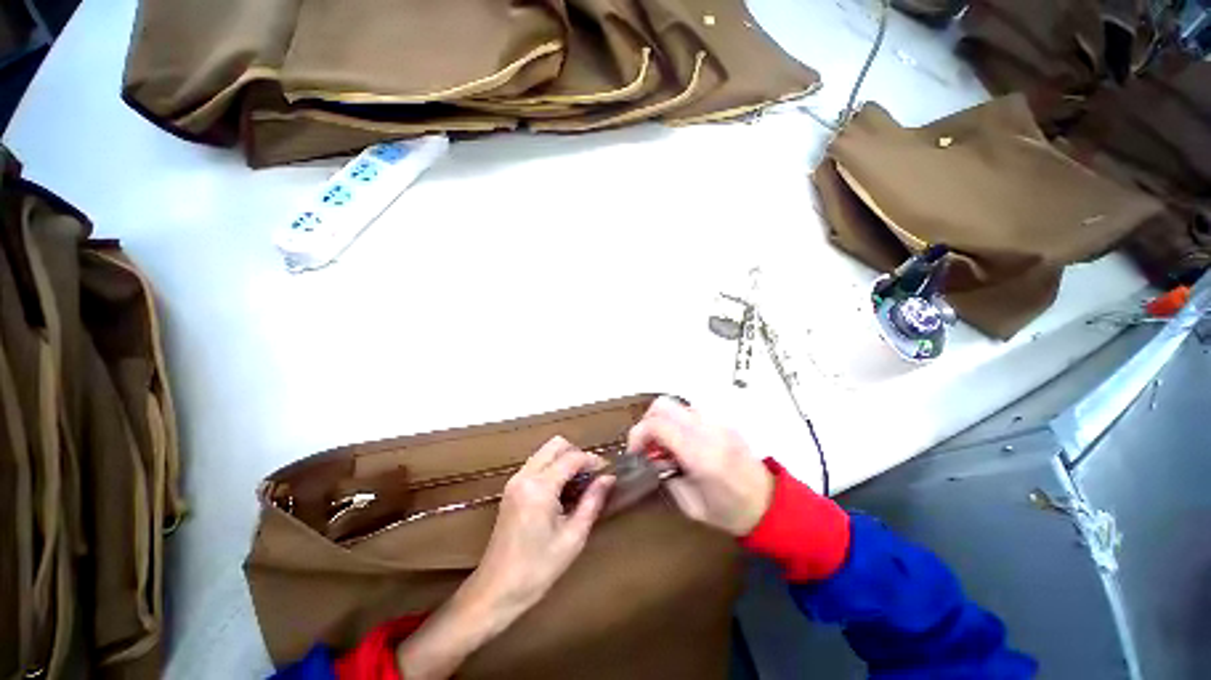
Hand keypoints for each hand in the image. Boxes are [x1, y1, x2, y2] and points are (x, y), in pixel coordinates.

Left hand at [468, 436, 612, 614]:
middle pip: (555, 445)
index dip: (592, 460)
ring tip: (580, 483)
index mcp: (539, 488)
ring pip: (545, 452)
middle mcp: (525, 476)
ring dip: (564, 460)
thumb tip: (609, 479)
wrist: (495, 591)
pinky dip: (552, 468)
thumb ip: (592, 502)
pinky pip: (536, 464)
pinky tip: (562, 491)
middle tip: (591, 475)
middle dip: (577, 454)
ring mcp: (515, 481)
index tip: (607, 472)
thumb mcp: (572, 538)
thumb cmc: (537, 570)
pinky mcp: (511, 489)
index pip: (571, 458)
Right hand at [628, 397, 772, 535]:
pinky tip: (683, 442)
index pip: (658, 425)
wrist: (770, 503)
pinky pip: (690, 411)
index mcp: (700, 454)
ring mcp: (717, 421)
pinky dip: (678, 422)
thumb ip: (666, 478)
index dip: (638, 434)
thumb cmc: (731, 511)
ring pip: (676, 405)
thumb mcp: (691, 506)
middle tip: (649, 445)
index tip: (635, 452)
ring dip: (663, 421)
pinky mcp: (722, 420)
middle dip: (647, 422)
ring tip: (667, 445)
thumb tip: (652, 459)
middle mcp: (708, 429)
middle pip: (663, 405)